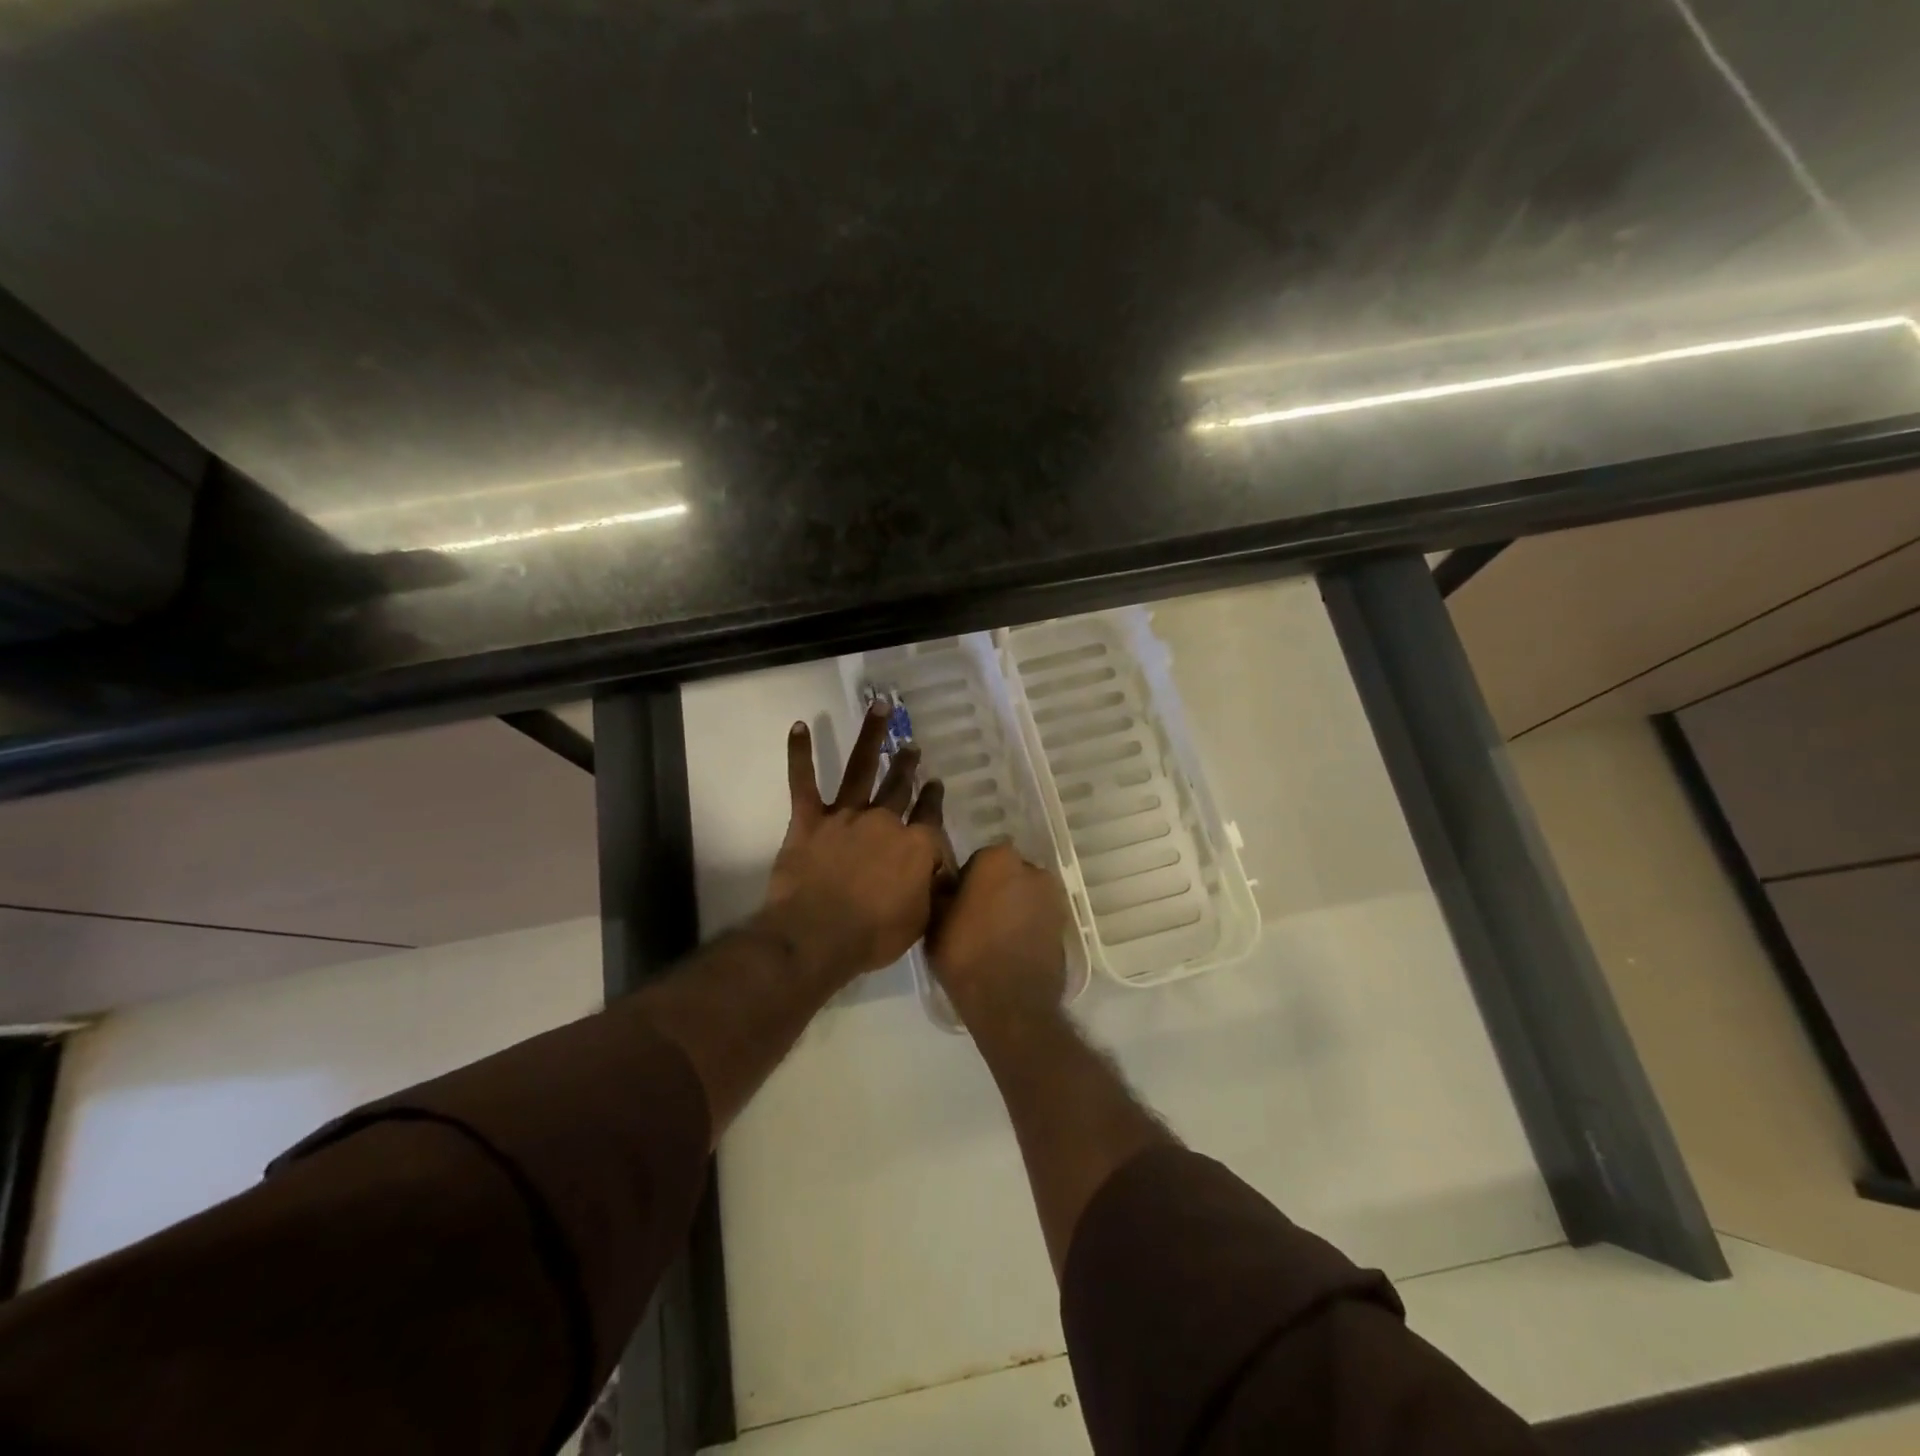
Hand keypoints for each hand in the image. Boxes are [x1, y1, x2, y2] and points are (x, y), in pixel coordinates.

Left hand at [761, 703, 951, 985]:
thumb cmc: (873, 935)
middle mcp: (884, 821)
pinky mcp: (809, 821)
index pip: (930, 815)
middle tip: (911, 746)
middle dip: (907, 765)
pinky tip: (798, 725)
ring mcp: (845, 816)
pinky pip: (802, 782)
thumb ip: (931, 889)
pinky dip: (800, 754)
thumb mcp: (919, 919)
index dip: (934, 798)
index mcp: (914, 845)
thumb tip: (940, 872)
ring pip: (861, 768)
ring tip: (879, 707)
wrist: (818, 935)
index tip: (935, 783)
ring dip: (870, 736)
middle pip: (899, 786)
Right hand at [927, 844, 1068, 1029]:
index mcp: (998, 859)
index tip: (958, 904)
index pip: (978, 860)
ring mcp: (1053, 897)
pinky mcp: (1065, 924)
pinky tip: (1012, 948)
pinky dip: (1028, 925)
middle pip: (1006, 874)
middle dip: (994, 889)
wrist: (1011, 1004)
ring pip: (1025, 895)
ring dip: (1013, 906)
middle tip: (976, 919)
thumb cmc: (966, 955)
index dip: (966, 881)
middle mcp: (1032, 869)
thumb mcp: (935, 921)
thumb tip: (946, 882)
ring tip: (994, 937)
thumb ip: (942, 892)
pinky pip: (1039, 916)